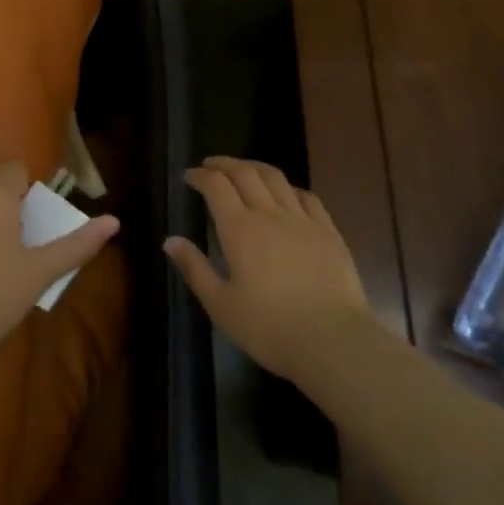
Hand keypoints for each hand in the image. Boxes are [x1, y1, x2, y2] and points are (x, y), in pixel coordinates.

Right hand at [165, 157, 377, 381]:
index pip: (216, 186)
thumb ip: (195, 269)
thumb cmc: (268, 328)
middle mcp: (270, 214)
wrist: (332, 340)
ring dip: (254, 167)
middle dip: (224, 164)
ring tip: (243, 170)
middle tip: (210, 165)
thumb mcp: (221, 305)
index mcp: (239, 230)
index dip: (200, 176)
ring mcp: (303, 220)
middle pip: (245, 173)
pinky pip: (306, 196)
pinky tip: (285, 194)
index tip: (189, 176)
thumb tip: (171, 240)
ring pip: (276, 178)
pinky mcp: (328, 231)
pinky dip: (288, 187)